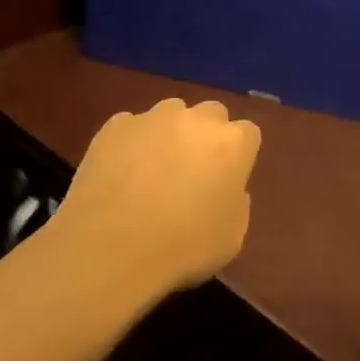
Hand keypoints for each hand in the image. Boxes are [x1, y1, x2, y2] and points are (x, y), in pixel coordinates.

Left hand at [58, 97, 261, 294]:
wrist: (111, 246)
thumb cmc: (183, 247)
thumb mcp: (231, 238)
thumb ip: (236, 204)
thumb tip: (225, 189)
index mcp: (233, 144)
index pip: (248, 134)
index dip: (239, 155)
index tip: (227, 178)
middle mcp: (197, 119)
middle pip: (212, 114)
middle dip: (207, 135)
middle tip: (193, 170)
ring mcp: (153, 118)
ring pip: (171, 113)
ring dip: (170, 133)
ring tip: (153, 169)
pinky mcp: (115, 126)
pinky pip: (131, 127)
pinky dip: (131, 143)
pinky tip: (121, 173)